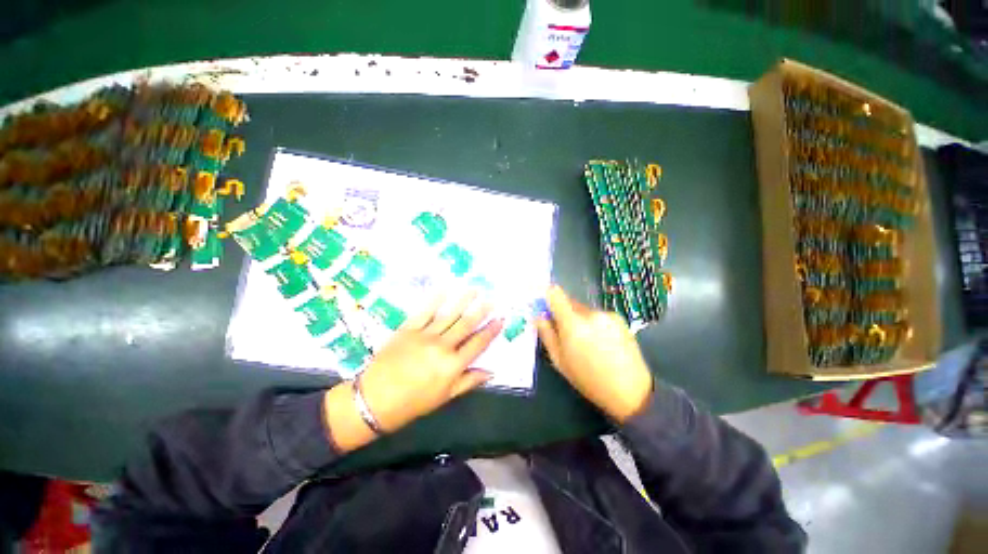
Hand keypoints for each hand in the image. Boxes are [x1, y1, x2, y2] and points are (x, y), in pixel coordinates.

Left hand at [357, 291, 503, 432]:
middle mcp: (442, 347)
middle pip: (466, 324)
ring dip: (463, 301)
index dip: (491, 331)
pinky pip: (424, 311)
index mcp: (452, 366)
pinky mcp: (408, 329)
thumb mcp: (444, 397)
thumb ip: (468, 382)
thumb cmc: (412, 403)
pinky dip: (435, 299)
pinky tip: (445, 289)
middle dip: (481, 311)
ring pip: (449, 314)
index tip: (501, 319)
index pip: (478, 343)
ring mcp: (424, 335)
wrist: (373, 400)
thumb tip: (491, 372)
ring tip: (474, 290)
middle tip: (491, 299)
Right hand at [535, 285, 652, 422]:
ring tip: (589, 343)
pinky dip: (595, 324)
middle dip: (564, 314)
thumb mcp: (559, 360)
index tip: (546, 309)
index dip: (548, 297)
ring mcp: (607, 314)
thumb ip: (546, 334)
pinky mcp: (620, 319)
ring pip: (584, 310)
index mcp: (572, 323)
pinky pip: (599, 315)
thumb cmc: (588, 379)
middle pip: (570, 303)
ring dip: (580, 320)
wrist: (630, 391)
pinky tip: (603, 343)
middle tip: (567, 335)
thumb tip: (539, 315)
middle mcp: (590, 313)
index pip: (555, 293)